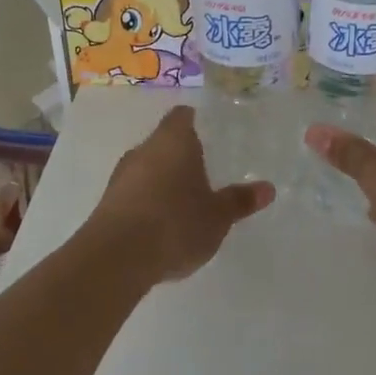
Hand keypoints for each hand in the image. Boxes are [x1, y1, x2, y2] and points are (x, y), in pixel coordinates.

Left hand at [87, 106, 273, 282]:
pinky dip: (148, 202)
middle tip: (207, 172)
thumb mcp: (218, 216)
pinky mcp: (107, 203)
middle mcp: (143, 150)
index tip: (212, 136)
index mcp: (173, 140)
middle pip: (164, 142)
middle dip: (182, 156)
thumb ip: (240, 200)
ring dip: (164, 181)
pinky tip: (162, 226)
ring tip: (187, 202)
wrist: (116, 258)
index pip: (183, 116)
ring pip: (147, 168)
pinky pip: (134, 193)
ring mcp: (121, 176)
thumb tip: (268, 188)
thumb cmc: (176, 223)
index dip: (197, 123)